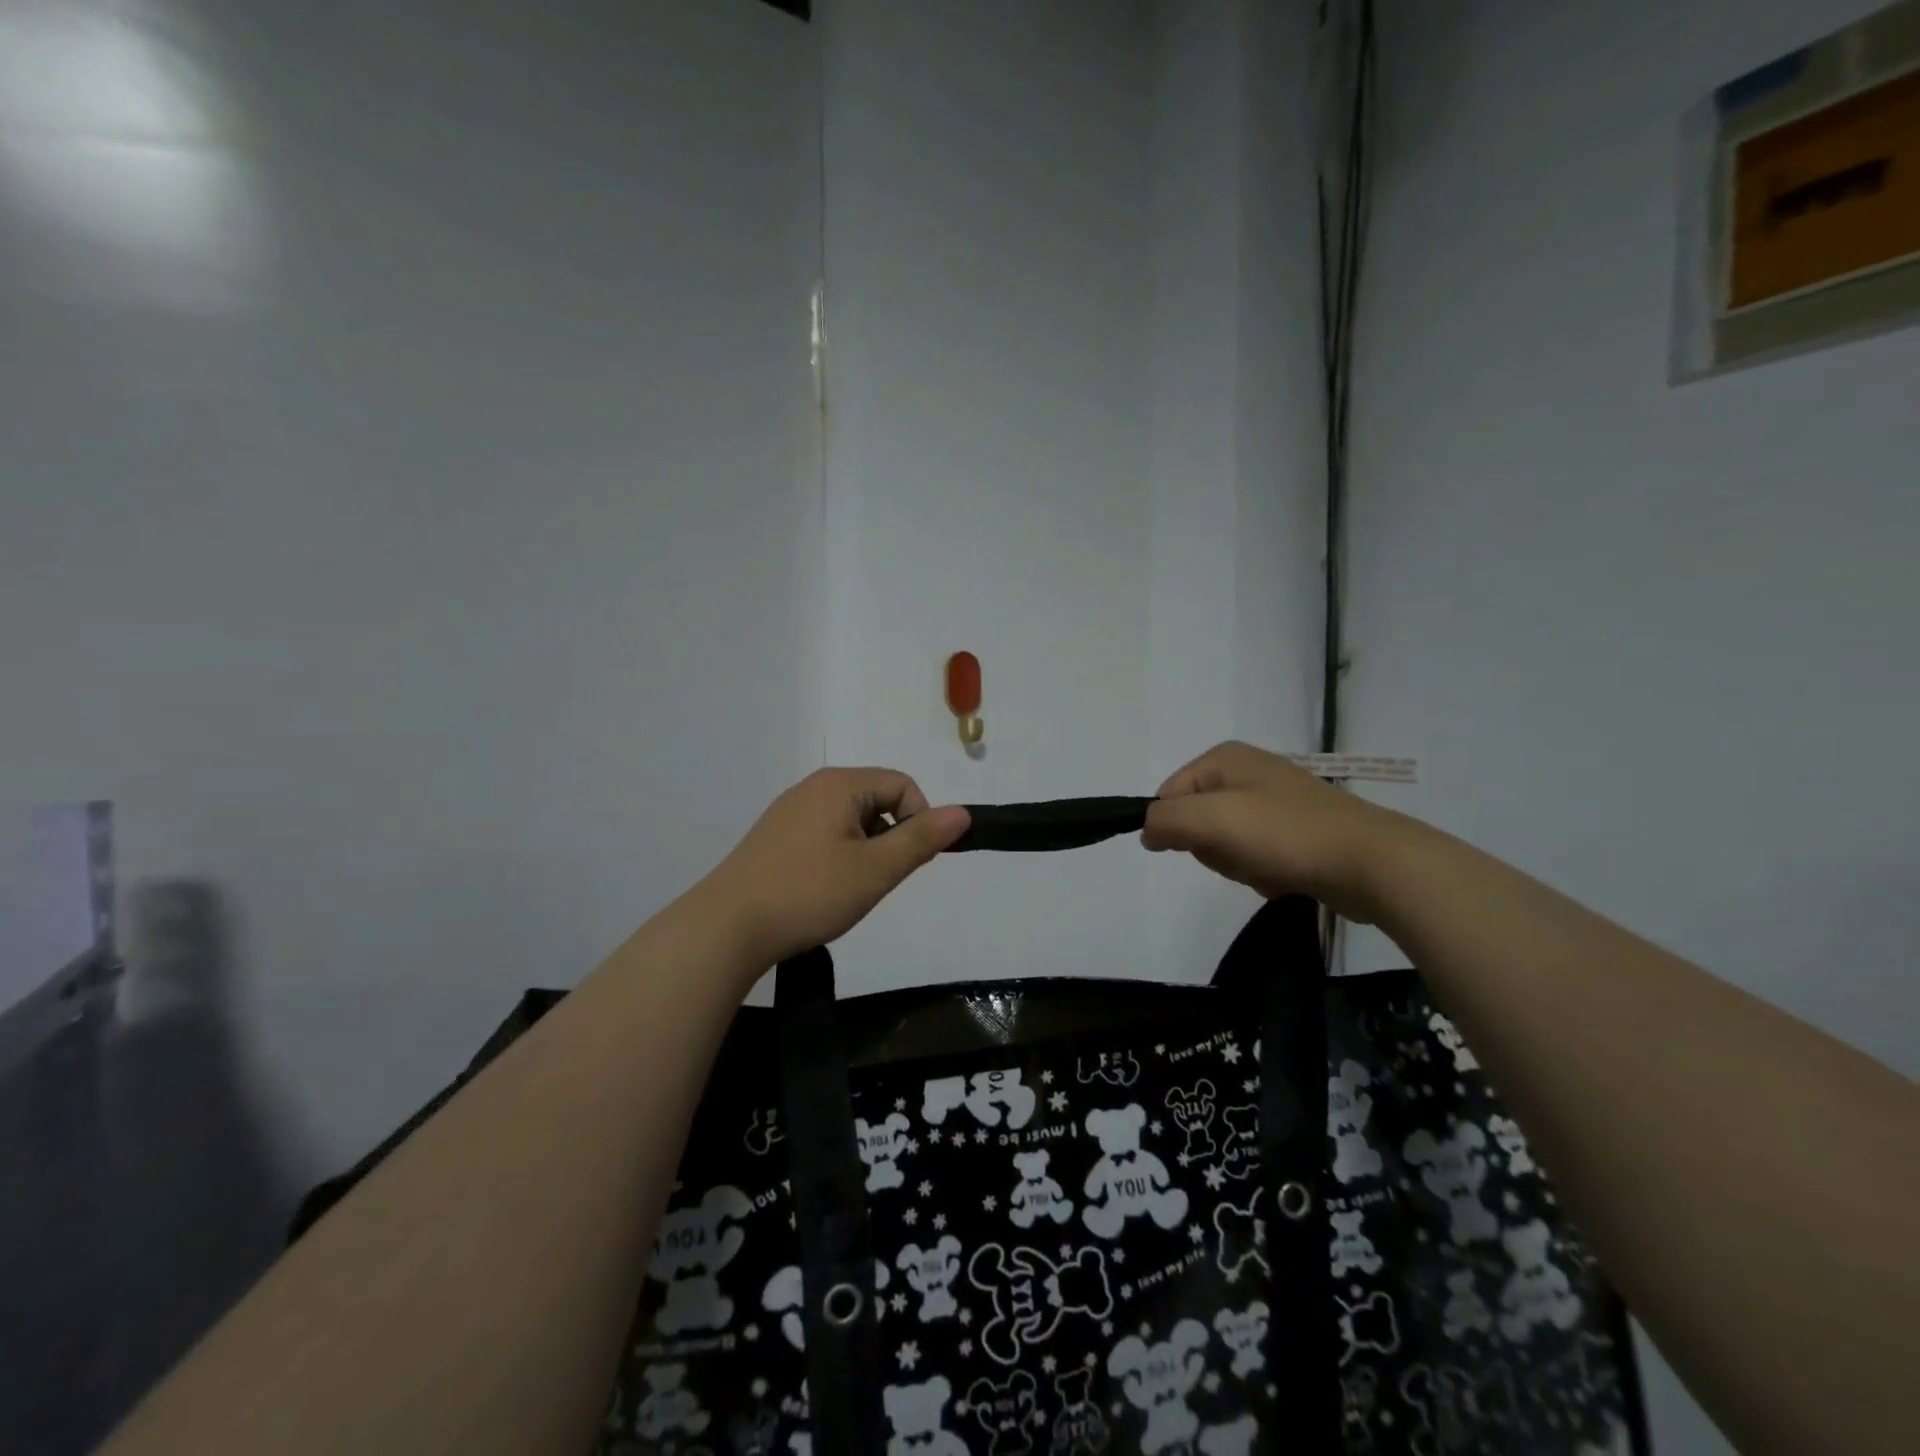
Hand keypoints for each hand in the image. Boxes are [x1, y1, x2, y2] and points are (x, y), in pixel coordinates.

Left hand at [701, 768, 969, 969]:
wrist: (727, 927)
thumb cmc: (809, 893)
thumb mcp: (875, 869)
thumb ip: (921, 839)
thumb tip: (962, 813)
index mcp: (839, 784)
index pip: (902, 785)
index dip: (919, 820)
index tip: (906, 863)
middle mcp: (812, 787)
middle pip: (875, 800)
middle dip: (889, 837)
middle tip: (876, 880)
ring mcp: (788, 811)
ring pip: (849, 820)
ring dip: (863, 850)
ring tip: (847, 889)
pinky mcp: (773, 837)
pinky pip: (822, 834)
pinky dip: (836, 857)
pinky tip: (821, 890)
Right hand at [1141, 741, 1411, 920]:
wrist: (1371, 862)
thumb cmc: (1284, 833)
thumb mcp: (1212, 819)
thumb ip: (1165, 820)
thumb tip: (1146, 831)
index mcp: (1225, 758)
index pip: (1168, 795)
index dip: (1176, 827)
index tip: (1201, 845)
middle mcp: (1247, 773)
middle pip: (1196, 821)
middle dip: (1214, 848)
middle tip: (1240, 854)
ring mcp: (1274, 803)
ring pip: (1225, 844)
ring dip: (1239, 865)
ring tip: (1269, 867)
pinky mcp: (1296, 832)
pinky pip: (1255, 857)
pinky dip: (1264, 872)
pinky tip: (1287, 876)